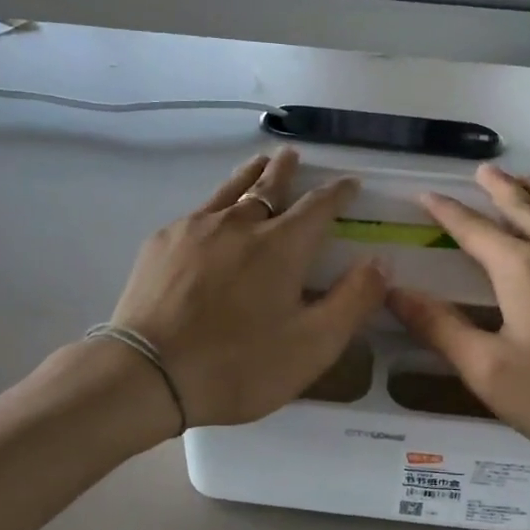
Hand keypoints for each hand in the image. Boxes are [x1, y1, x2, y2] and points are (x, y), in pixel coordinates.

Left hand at [110, 149, 385, 427]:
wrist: (148, 373)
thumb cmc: (239, 365)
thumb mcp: (312, 346)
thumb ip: (352, 301)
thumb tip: (380, 262)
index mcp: (282, 245)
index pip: (319, 205)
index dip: (338, 193)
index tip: (350, 183)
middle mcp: (241, 223)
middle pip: (269, 185)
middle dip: (286, 170)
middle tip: (293, 156)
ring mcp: (196, 228)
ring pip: (230, 190)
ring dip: (249, 175)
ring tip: (258, 164)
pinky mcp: (163, 242)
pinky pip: (198, 212)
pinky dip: (215, 205)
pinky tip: (210, 217)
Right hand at [387, 165, 529, 473]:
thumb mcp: (489, 371)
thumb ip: (440, 327)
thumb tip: (394, 292)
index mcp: (522, 270)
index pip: (475, 230)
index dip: (447, 212)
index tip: (427, 195)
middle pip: (524, 207)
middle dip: (498, 188)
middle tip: (481, 171)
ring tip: (524, 179)